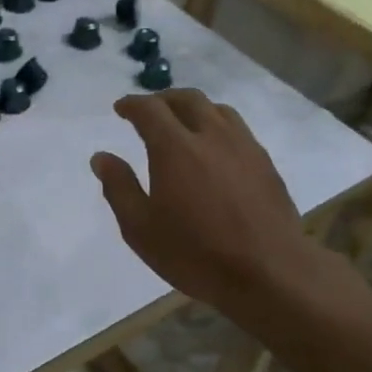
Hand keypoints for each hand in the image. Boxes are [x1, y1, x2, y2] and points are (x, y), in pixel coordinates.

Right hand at [91, 90, 352, 317]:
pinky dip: (218, 126)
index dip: (132, 104)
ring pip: (217, 110)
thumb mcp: (141, 229)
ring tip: (183, 124)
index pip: (150, 109)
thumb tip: (102, 157)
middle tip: (149, 111)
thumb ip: (119, 188)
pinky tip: (215, 150)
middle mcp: (212, 136)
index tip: (120, 108)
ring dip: (194, 109)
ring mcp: (244, 147)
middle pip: (187, 99)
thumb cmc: (196, 253)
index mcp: (176, 148)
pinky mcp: (266, 163)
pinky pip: (238, 129)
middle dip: (163, 99)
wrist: (270, 272)